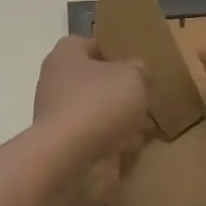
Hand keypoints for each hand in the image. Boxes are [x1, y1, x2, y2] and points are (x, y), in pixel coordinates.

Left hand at [31, 36, 151, 205]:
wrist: (71, 161)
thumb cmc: (98, 103)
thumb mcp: (132, 75)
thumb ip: (138, 69)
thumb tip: (137, 71)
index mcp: (66, 57)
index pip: (87, 44)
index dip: (111, 50)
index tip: (135, 63)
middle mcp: (58, 84)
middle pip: (93, 81)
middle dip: (118, 89)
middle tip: (145, 94)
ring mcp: (61, 119)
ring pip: (96, 112)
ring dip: (118, 118)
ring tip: (148, 123)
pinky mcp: (69, 149)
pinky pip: (97, 140)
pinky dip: (115, 144)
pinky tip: (137, 146)